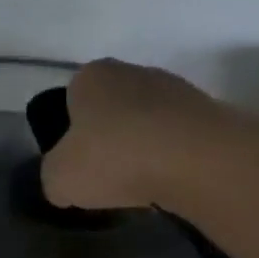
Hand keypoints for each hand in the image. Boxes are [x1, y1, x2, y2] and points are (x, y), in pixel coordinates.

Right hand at [42, 59, 258, 212]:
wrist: (195, 160)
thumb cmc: (114, 159)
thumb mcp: (57, 179)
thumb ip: (53, 175)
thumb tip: (64, 180)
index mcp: (92, 76)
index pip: (70, 100)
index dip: (68, 133)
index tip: (74, 164)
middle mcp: (133, 71)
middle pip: (110, 110)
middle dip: (106, 140)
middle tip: (103, 178)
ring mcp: (175, 88)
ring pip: (144, 124)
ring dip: (139, 150)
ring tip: (137, 186)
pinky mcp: (206, 112)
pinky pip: (174, 139)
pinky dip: (167, 159)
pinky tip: (165, 184)